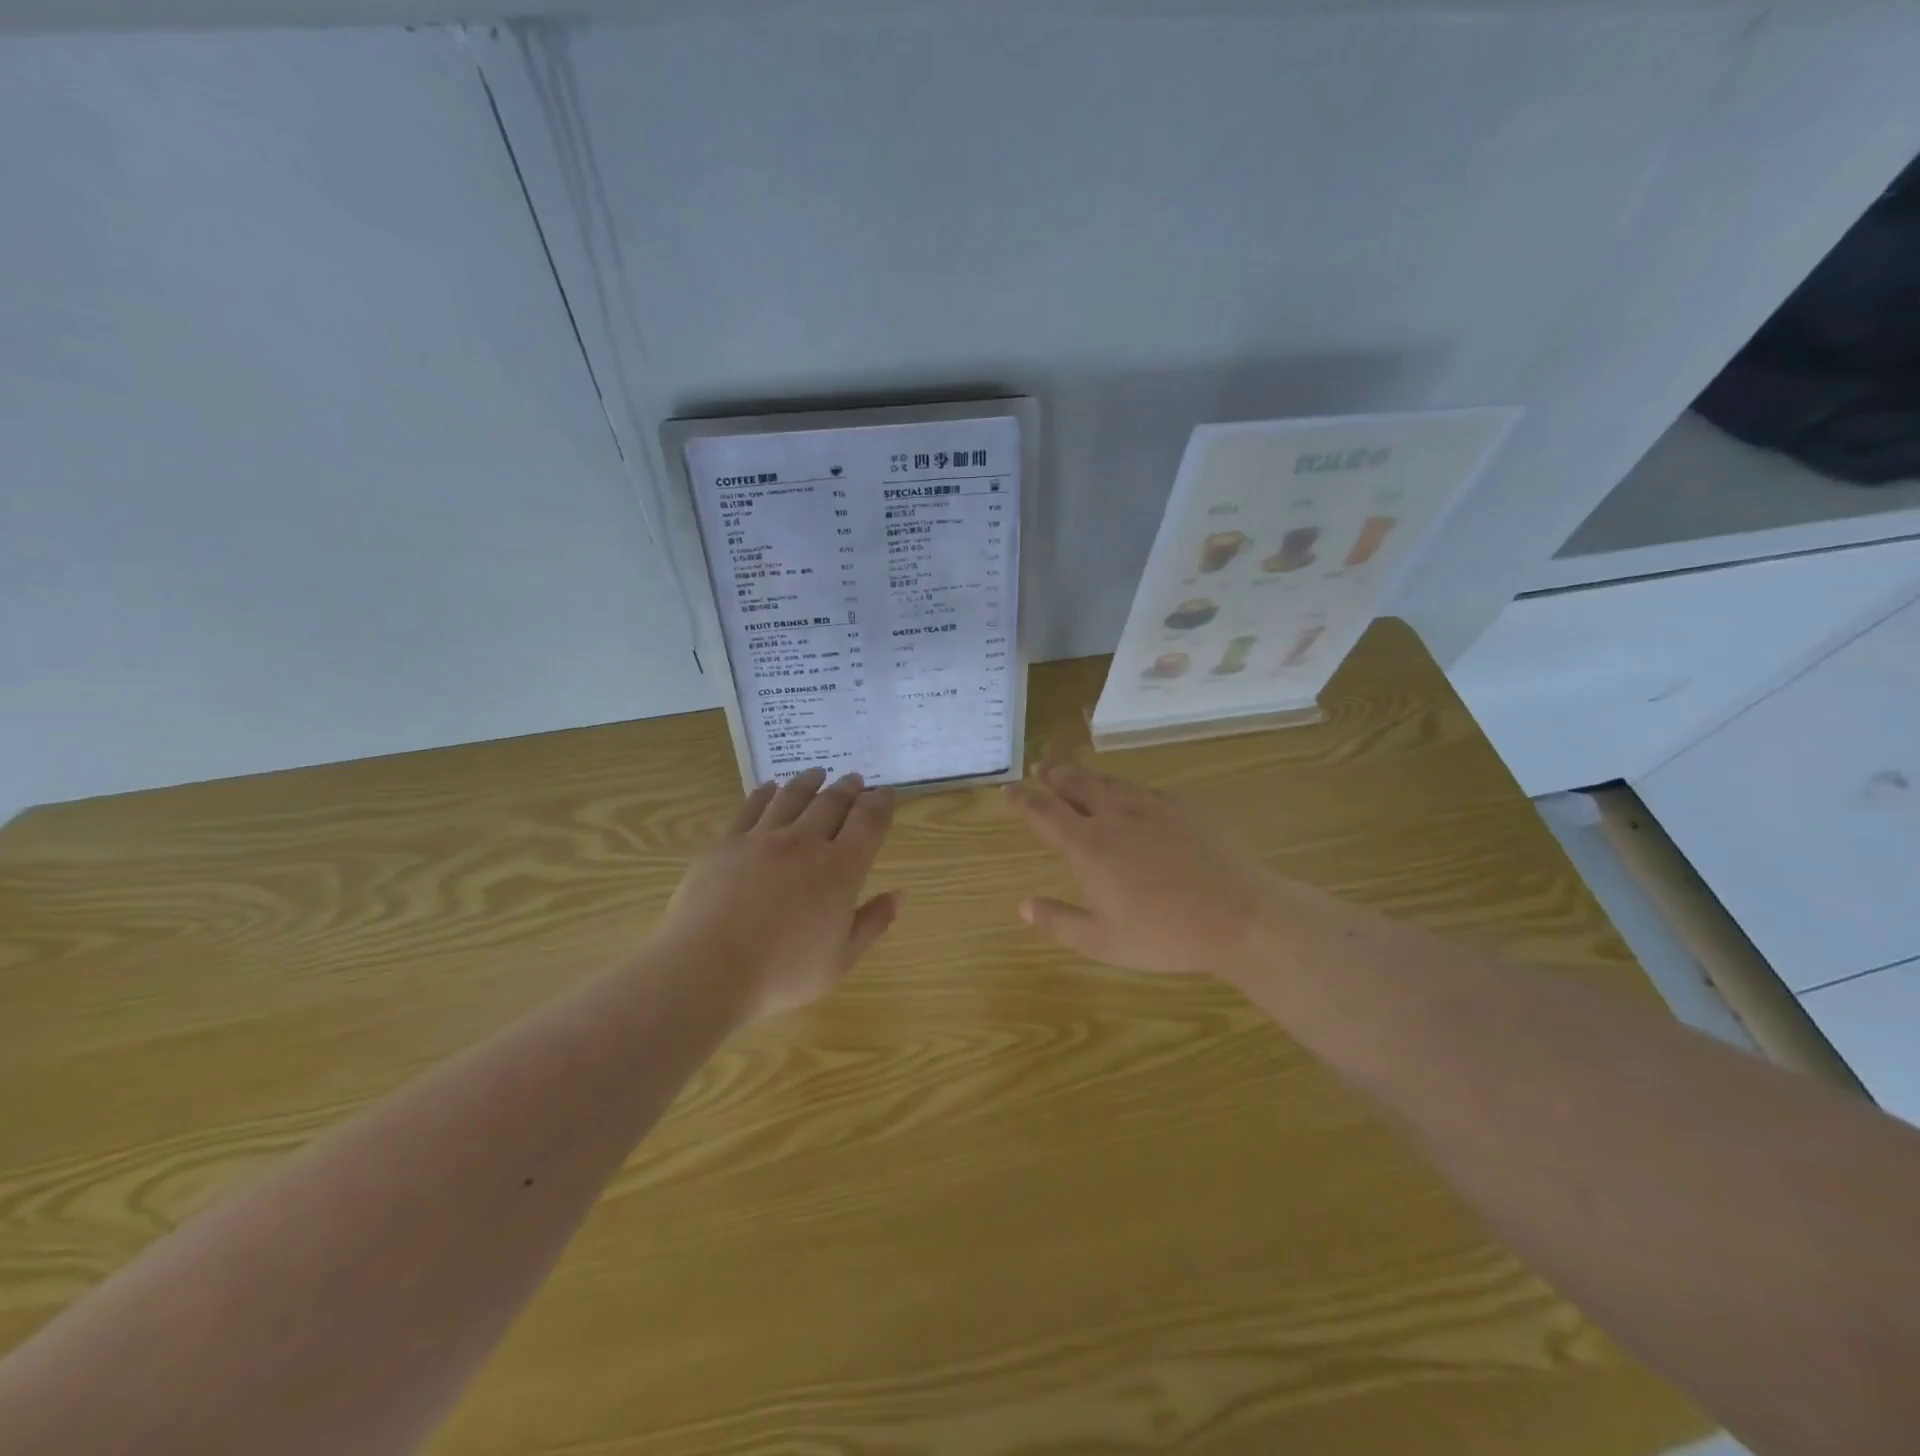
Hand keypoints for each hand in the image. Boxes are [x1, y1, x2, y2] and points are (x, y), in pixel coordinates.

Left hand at [660, 768, 899, 1020]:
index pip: (869, 822)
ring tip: (818, 773)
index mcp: (841, 869)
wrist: (707, 969)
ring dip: (810, 782)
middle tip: (855, 779)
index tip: (886, 793)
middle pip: (832, 802)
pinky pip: (751, 807)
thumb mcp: (839, 960)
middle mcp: (805, 842)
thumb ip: (872, 923)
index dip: (881, 803)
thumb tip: (900, 896)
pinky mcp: (727, 842)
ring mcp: (763, 838)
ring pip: (792, 796)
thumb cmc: (782, 973)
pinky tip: (770, 788)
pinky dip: (765, 793)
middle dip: (849, 788)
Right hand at [1004, 764, 1280, 975]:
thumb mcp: (1104, 942)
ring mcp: (1151, 805)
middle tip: (1040, 768)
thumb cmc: (1165, 935)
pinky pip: (1143, 789)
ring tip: (1075, 774)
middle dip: (1052, 774)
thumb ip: (1059, 922)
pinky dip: (1124, 788)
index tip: (1008, 790)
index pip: (1044, 812)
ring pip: (1108, 780)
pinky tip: (1129, 796)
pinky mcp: (1182, 806)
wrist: (1238, 914)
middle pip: (1074, 783)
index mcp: (1088, 846)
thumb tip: (1023, 906)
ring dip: (1086, 775)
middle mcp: (1114, 815)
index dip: (1022, 799)